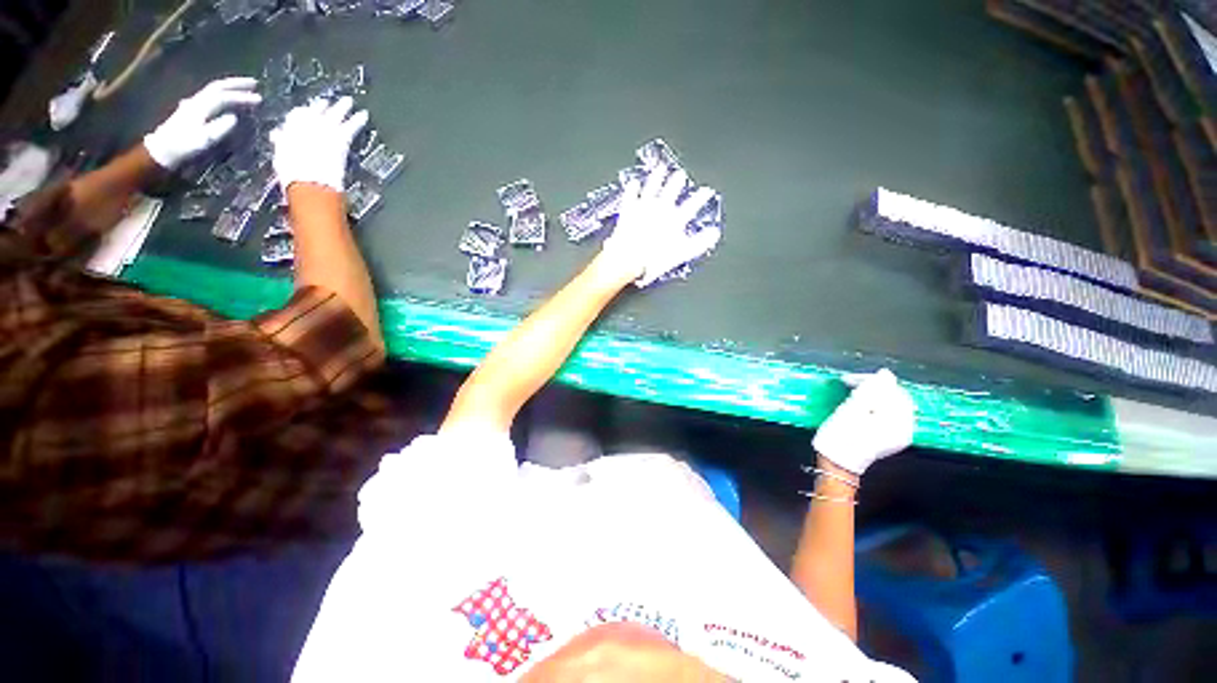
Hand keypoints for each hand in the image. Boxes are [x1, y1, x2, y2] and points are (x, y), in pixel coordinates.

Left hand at [143, 77, 261, 169]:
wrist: (163, 150)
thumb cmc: (184, 146)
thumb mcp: (204, 140)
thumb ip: (219, 128)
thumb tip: (234, 118)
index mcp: (201, 107)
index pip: (224, 96)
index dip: (242, 96)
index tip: (259, 98)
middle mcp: (197, 101)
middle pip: (218, 87)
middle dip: (236, 84)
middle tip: (254, 83)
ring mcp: (193, 104)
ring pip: (213, 90)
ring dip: (230, 88)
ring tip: (244, 89)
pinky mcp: (192, 110)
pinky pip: (210, 97)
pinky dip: (222, 94)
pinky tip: (227, 98)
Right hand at [270, 97, 368, 193]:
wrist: (309, 178)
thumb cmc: (291, 171)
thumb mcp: (281, 154)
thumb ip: (281, 142)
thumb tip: (276, 135)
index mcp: (290, 127)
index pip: (297, 114)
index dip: (304, 112)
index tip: (308, 109)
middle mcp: (307, 123)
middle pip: (316, 110)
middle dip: (323, 105)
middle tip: (328, 101)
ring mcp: (325, 128)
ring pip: (335, 113)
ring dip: (342, 106)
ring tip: (349, 100)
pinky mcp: (341, 137)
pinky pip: (352, 125)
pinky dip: (358, 120)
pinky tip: (364, 115)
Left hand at [601, 167, 718, 286]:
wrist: (628, 260)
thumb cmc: (654, 260)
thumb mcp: (681, 254)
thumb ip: (699, 243)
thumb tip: (714, 234)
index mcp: (674, 219)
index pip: (692, 205)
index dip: (701, 197)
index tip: (706, 191)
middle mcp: (660, 209)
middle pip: (671, 191)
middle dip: (677, 182)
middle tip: (680, 174)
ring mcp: (643, 208)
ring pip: (652, 187)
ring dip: (657, 177)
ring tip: (660, 168)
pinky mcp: (627, 211)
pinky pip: (630, 195)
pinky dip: (632, 188)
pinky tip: (633, 183)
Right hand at [812, 369, 915, 475]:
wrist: (836, 464)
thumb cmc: (840, 437)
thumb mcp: (851, 410)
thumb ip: (871, 391)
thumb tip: (885, 375)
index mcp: (898, 422)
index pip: (892, 391)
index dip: (871, 381)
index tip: (849, 380)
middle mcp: (905, 429)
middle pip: (895, 399)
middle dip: (874, 389)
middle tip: (850, 385)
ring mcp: (899, 435)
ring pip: (891, 406)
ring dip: (874, 397)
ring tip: (853, 395)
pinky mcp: (890, 438)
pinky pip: (889, 416)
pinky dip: (876, 407)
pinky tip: (861, 407)